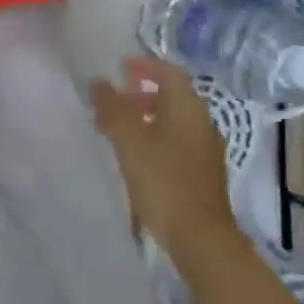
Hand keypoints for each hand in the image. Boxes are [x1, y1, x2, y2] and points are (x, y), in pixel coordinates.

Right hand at [90, 57, 238, 254]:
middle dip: (141, 93)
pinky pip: (176, 142)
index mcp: (188, 108)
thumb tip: (98, 82)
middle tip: (113, 101)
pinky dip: (154, 138)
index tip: (120, 67)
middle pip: (172, 96)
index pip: (169, 72)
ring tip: (117, 130)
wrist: (201, 238)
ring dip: (146, 117)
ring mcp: (205, 150)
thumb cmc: (164, 181)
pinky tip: (136, 157)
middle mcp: (202, 123)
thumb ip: (112, 108)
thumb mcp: (129, 141)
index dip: (145, 65)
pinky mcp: (202, 174)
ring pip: (173, 121)